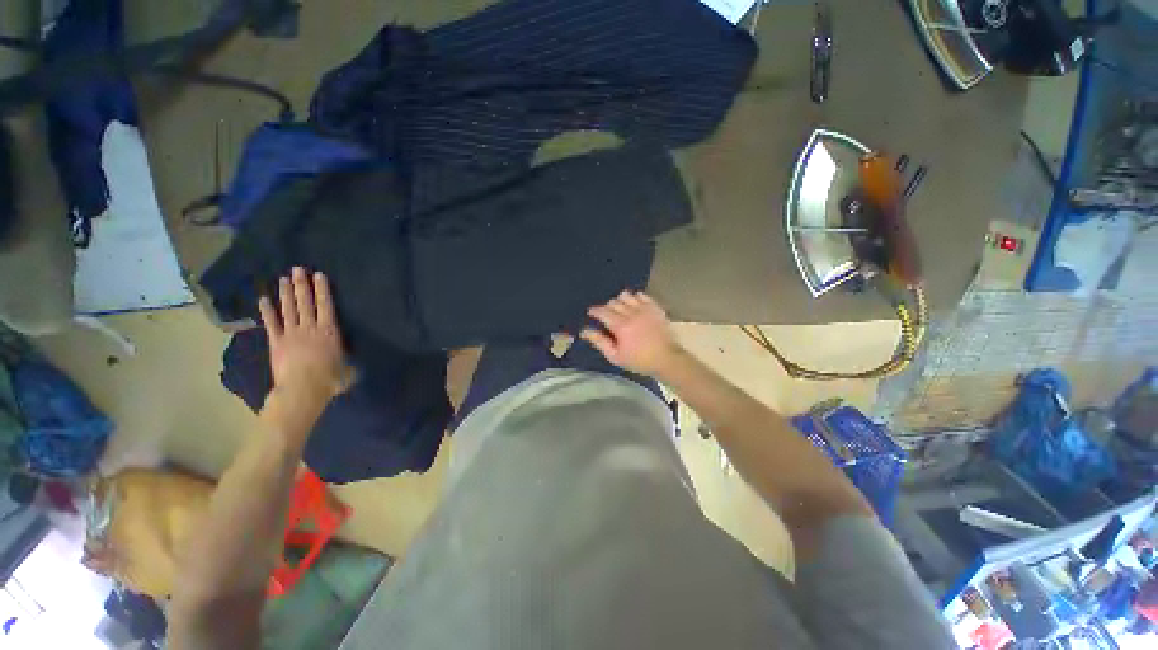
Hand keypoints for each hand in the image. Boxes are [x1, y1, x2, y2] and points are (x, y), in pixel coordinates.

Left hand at [259, 268, 353, 409]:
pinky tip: (263, 299)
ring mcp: (291, 334)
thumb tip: (352, 358)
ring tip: (284, 278)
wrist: (302, 389)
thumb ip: (347, 358)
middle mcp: (310, 328)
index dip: (322, 290)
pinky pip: (271, 324)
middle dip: (302, 285)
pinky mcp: (276, 343)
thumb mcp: (348, 368)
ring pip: (288, 309)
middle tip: (298, 269)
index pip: (326, 306)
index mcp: (329, 331)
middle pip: (305, 303)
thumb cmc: (330, 379)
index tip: (319, 275)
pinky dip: (267, 311)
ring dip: (286, 293)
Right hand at [581, 291, 684, 376]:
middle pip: (613, 302)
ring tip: (620, 310)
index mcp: (620, 326)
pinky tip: (634, 307)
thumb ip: (599, 341)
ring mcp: (645, 308)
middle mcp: (631, 313)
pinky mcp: (655, 307)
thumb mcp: (615, 356)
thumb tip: (584, 331)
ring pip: (626, 295)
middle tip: (607, 317)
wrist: (666, 359)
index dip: (594, 311)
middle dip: (606, 308)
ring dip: (620, 301)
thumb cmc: (639, 361)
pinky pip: (641, 295)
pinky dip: (634, 298)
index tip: (591, 313)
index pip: (602, 311)